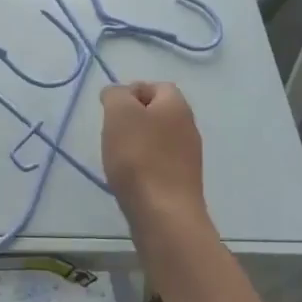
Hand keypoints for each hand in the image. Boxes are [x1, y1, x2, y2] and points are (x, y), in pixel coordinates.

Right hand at [101, 82, 208, 236]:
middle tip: (113, 133)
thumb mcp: (119, 113)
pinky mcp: (183, 182)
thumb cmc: (139, 157)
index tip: (112, 111)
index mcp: (177, 105)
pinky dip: (144, 166)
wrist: (164, 215)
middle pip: (156, 112)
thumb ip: (115, 94)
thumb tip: (117, 94)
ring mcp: (189, 157)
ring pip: (157, 138)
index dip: (131, 92)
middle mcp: (189, 127)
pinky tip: (131, 179)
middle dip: (132, 119)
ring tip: (118, 158)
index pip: (155, 86)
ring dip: (136, 144)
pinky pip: (160, 162)